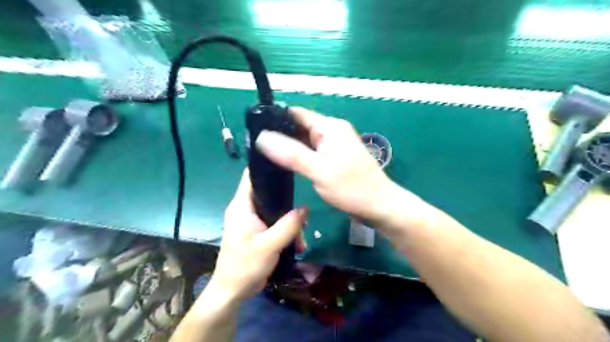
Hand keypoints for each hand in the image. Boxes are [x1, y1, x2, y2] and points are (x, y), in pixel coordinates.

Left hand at [212, 169, 307, 301]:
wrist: (234, 291)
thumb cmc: (245, 266)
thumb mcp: (269, 245)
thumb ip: (288, 225)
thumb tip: (305, 208)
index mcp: (241, 206)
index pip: (251, 177)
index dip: (267, 168)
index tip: (288, 166)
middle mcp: (245, 209)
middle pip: (269, 194)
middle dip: (287, 202)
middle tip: (303, 213)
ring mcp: (252, 221)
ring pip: (275, 210)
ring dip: (289, 222)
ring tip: (301, 237)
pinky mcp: (258, 231)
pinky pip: (275, 223)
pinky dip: (286, 231)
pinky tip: (297, 243)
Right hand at [256, 107, 398, 223]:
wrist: (380, 206)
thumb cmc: (352, 188)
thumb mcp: (319, 170)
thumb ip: (291, 153)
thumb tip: (262, 137)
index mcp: (330, 127)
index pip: (297, 114)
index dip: (275, 119)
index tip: (254, 130)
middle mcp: (332, 131)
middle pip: (300, 126)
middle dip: (280, 134)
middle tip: (256, 146)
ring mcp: (334, 145)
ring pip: (305, 140)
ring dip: (289, 146)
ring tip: (265, 154)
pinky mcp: (335, 158)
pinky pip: (312, 152)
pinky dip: (299, 156)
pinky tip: (285, 163)